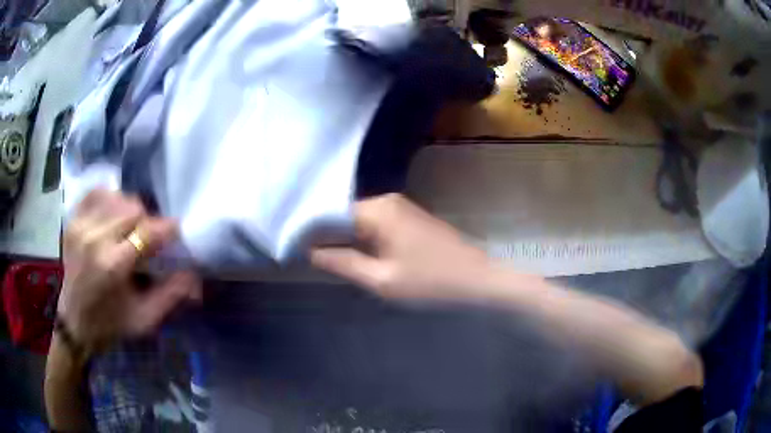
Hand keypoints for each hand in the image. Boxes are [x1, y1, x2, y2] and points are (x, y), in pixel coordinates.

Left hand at [57, 189, 200, 354]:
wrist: (74, 322)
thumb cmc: (111, 324)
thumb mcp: (145, 320)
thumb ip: (171, 295)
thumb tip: (194, 273)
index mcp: (113, 266)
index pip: (148, 232)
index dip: (168, 229)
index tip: (176, 233)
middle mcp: (95, 238)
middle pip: (134, 208)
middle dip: (148, 221)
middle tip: (149, 239)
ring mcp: (81, 225)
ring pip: (117, 197)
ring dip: (130, 210)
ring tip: (130, 229)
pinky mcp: (73, 220)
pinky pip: (96, 193)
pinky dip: (109, 198)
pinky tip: (113, 215)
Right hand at [310, 194, 493, 301]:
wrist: (479, 279)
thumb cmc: (431, 282)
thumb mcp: (382, 279)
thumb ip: (342, 263)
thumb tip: (309, 251)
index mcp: (377, 210)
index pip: (330, 214)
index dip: (309, 232)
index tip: (291, 249)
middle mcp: (387, 201)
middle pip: (344, 216)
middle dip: (325, 236)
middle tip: (304, 258)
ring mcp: (400, 208)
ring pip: (359, 221)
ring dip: (343, 239)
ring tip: (322, 259)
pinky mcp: (409, 218)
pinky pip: (375, 226)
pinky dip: (362, 240)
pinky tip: (352, 256)